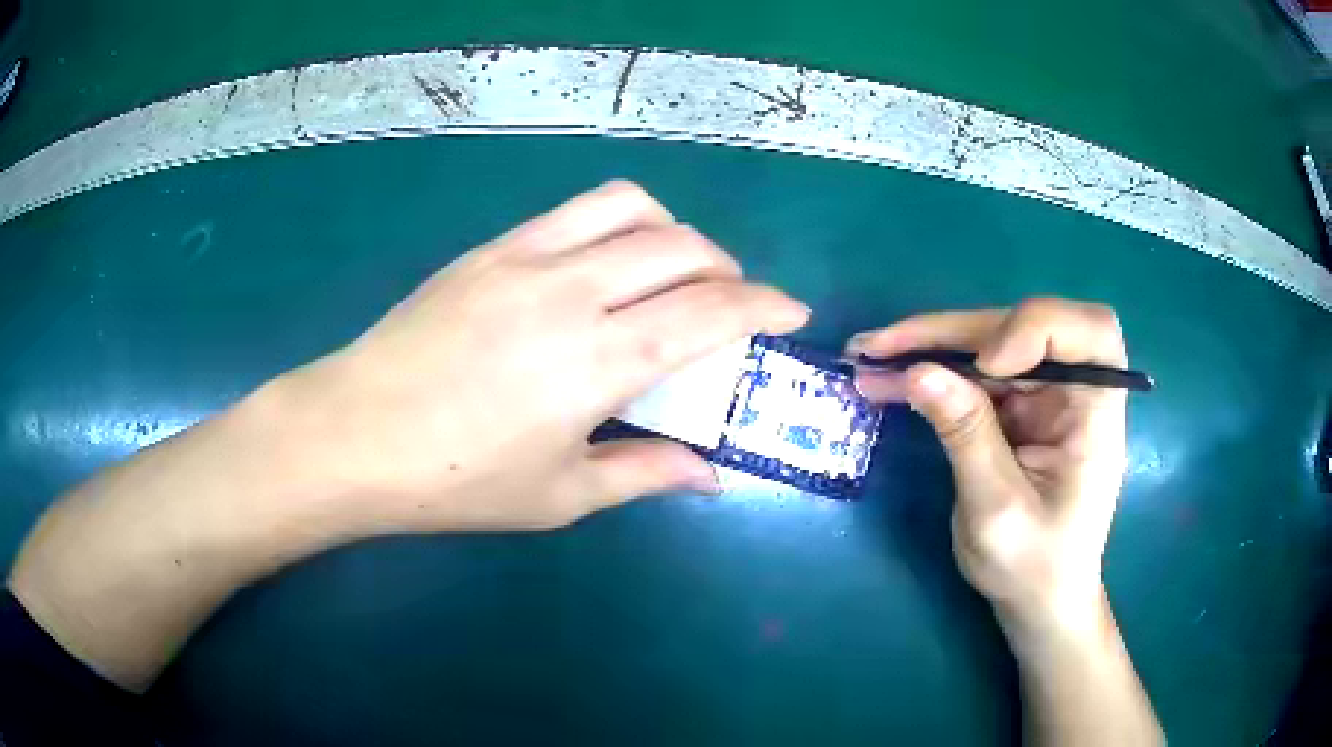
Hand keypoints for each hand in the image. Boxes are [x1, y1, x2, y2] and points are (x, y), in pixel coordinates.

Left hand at [7, 181, 809, 691]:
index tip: (793, 311)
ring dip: (674, 232)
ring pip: (632, 208)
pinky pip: (575, 210)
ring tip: (675, 268)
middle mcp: (573, 292)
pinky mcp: (492, 248)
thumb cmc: (456, 480)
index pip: (711, 312)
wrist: (354, 433)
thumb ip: (645, 474)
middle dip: (727, 270)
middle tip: (729, 304)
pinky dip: (619, 222)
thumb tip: (712, 475)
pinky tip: (607, 262)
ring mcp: (527, 258)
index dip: (765, 305)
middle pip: (682, 248)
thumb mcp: (559, 495)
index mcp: (598, 361)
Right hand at [848, 298, 1126, 636]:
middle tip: (881, 346)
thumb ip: (966, 436)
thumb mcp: (996, 510)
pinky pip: (973, 371)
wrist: (1037, 599)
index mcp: (1096, 413)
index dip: (1037, 327)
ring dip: (930, 346)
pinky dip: (931, 370)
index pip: (1089, 332)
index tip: (987, 365)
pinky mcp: (1018, 404)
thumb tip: (917, 371)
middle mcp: (1075, 389)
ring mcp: (1045, 394)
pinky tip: (887, 376)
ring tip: (869, 356)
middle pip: (1023, 326)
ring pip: (990, 341)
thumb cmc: (1033, 567)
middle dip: (953, 333)